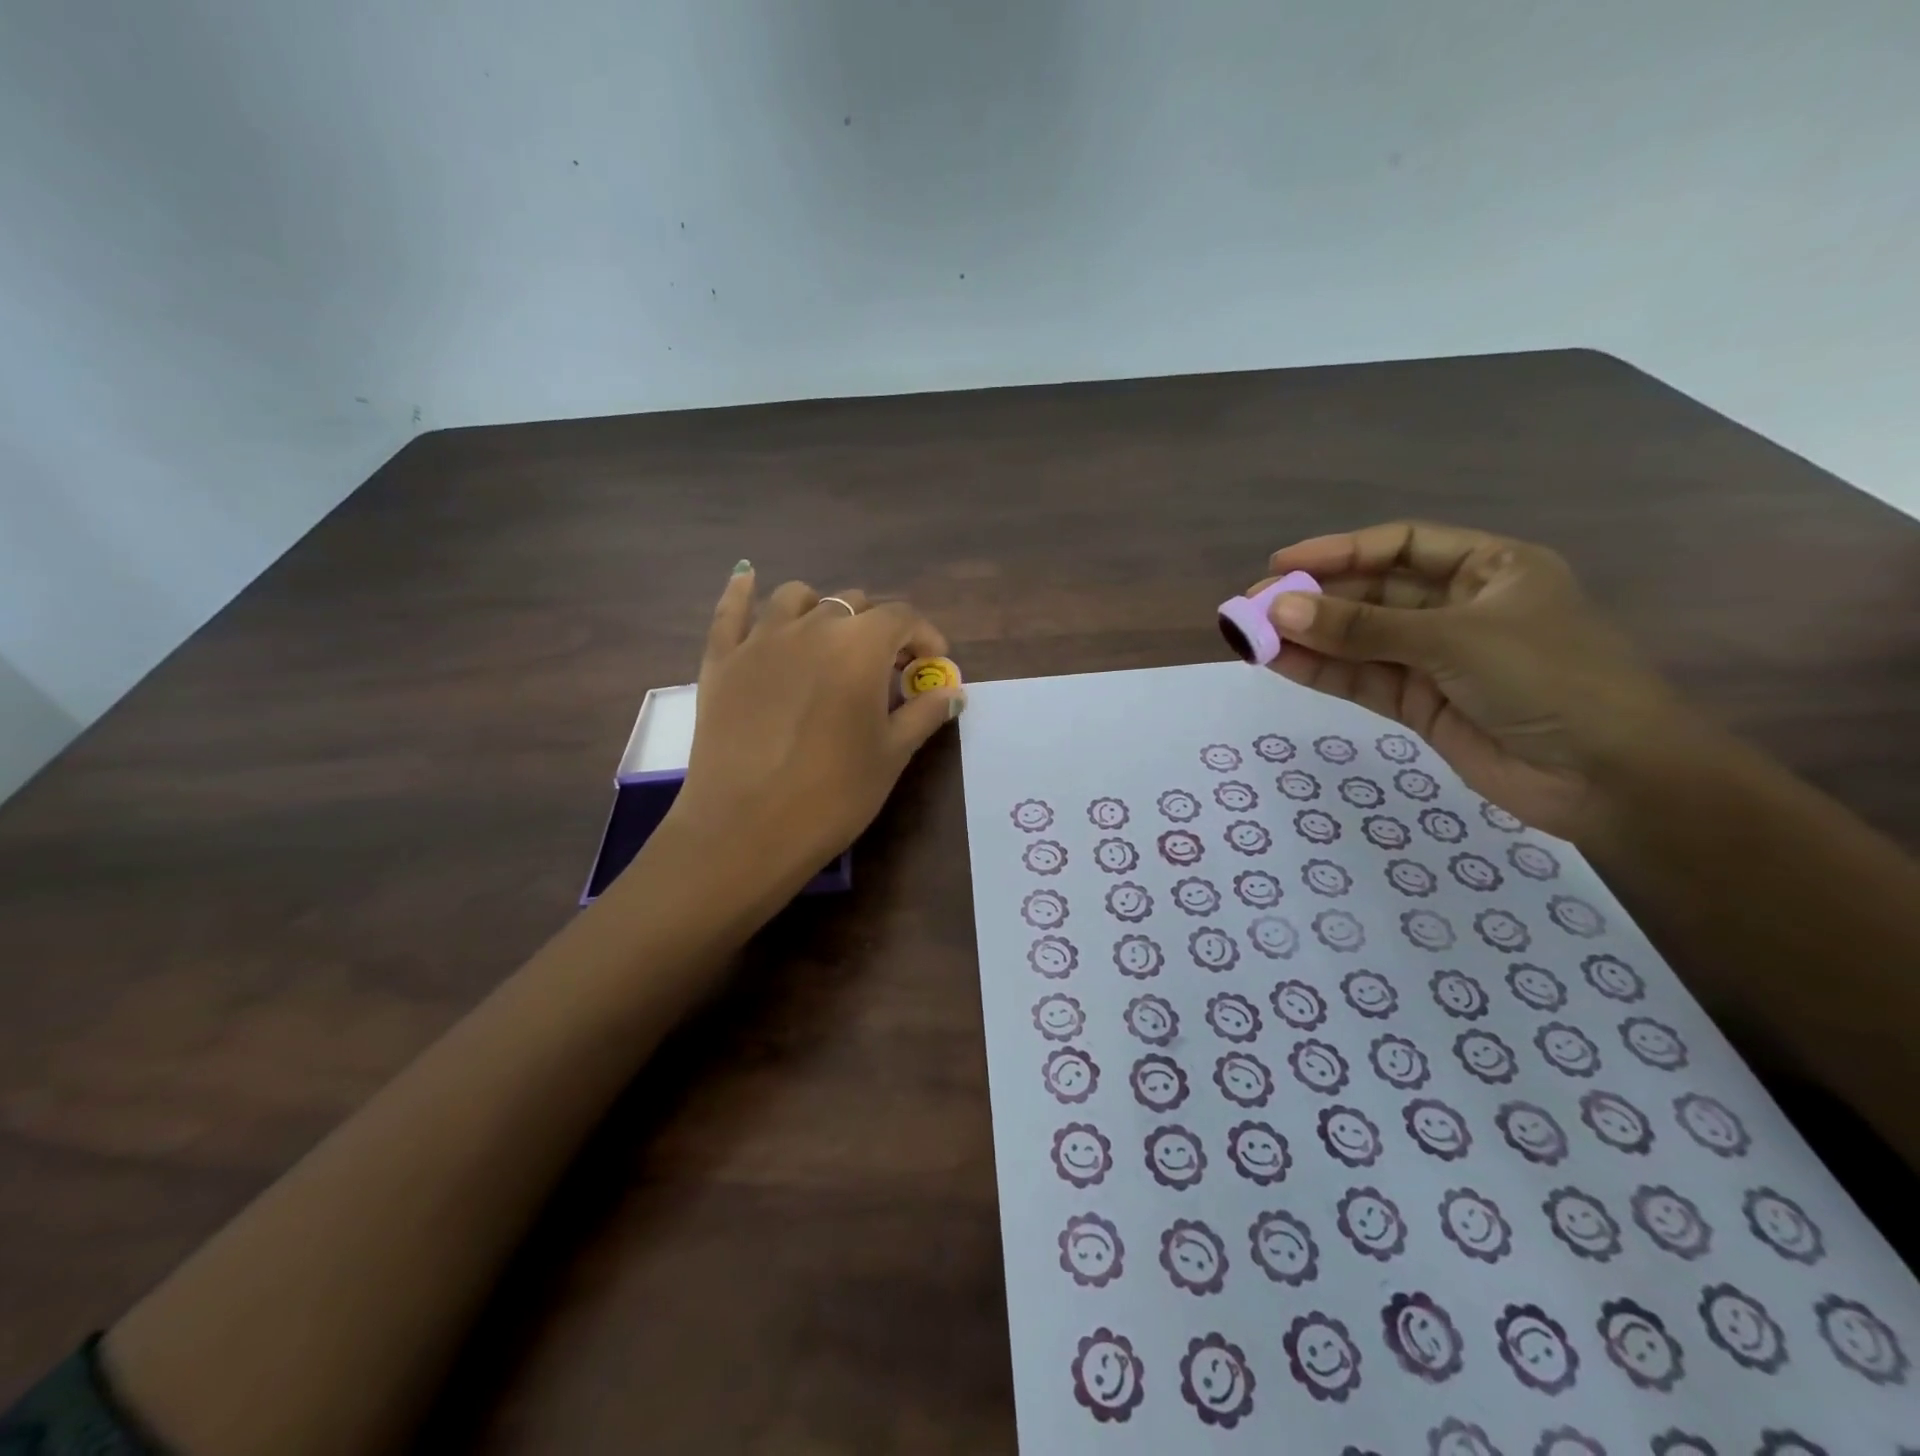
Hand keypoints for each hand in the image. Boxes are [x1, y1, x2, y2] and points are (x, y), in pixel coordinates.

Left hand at [665, 566, 963, 896]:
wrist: (745, 830)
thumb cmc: (832, 795)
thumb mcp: (891, 755)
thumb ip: (924, 714)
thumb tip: (953, 692)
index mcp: (860, 646)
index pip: (902, 617)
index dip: (925, 637)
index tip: (933, 666)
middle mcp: (811, 627)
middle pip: (853, 605)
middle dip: (878, 630)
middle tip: (886, 670)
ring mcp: (760, 640)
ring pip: (797, 598)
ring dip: (823, 610)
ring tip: (830, 641)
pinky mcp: (720, 661)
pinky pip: (730, 611)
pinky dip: (742, 591)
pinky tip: (747, 578)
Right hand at [1250, 522, 1681, 841]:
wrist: (1608, 778)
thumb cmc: (1550, 680)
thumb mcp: (1454, 640)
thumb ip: (1363, 628)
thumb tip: (1279, 612)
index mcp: (1489, 570)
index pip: (1401, 547)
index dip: (1340, 551)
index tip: (1282, 564)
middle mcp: (1459, 608)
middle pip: (1372, 594)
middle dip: (1314, 600)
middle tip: (1253, 607)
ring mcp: (1436, 659)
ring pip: (1359, 640)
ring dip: (1308, 637)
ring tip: (1251, 636)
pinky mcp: (1420, 704)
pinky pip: (1361, 679)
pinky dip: (1322, 671)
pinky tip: (1279, 662)